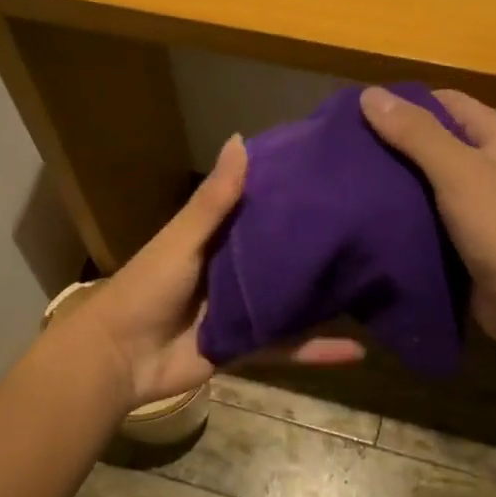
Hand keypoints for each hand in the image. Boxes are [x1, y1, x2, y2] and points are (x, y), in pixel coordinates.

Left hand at [72, 135, 363, 411]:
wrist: (119, 358)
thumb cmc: (147, 288)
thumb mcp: (182, 239)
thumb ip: (214, 200)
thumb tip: (242, 138)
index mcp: (215, 238)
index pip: (260, 208)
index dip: (291, 193)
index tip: (334, 174)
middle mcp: (233, 270)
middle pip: (282, 255)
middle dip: (319, 244)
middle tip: (372, 226)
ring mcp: (243, 310)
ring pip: (292, 301)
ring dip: (325, 297)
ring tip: (376, 283)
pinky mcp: (247, 347)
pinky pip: (288, 347)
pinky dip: (318, 351)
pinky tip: (359, 351)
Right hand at [359, 86, 495, 351]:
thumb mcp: (458, 170)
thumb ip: (415, 132)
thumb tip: (369, 94)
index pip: (449, 103)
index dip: (407, 104)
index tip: (360, 115)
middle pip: (440, 142)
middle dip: (397, 144)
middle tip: (349, 151)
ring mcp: (487, 206)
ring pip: (433, 182)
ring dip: (400, 182)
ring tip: (353, 182)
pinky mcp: (473, 240)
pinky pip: (434, 216)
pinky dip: (409, 214)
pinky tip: (376, 216)